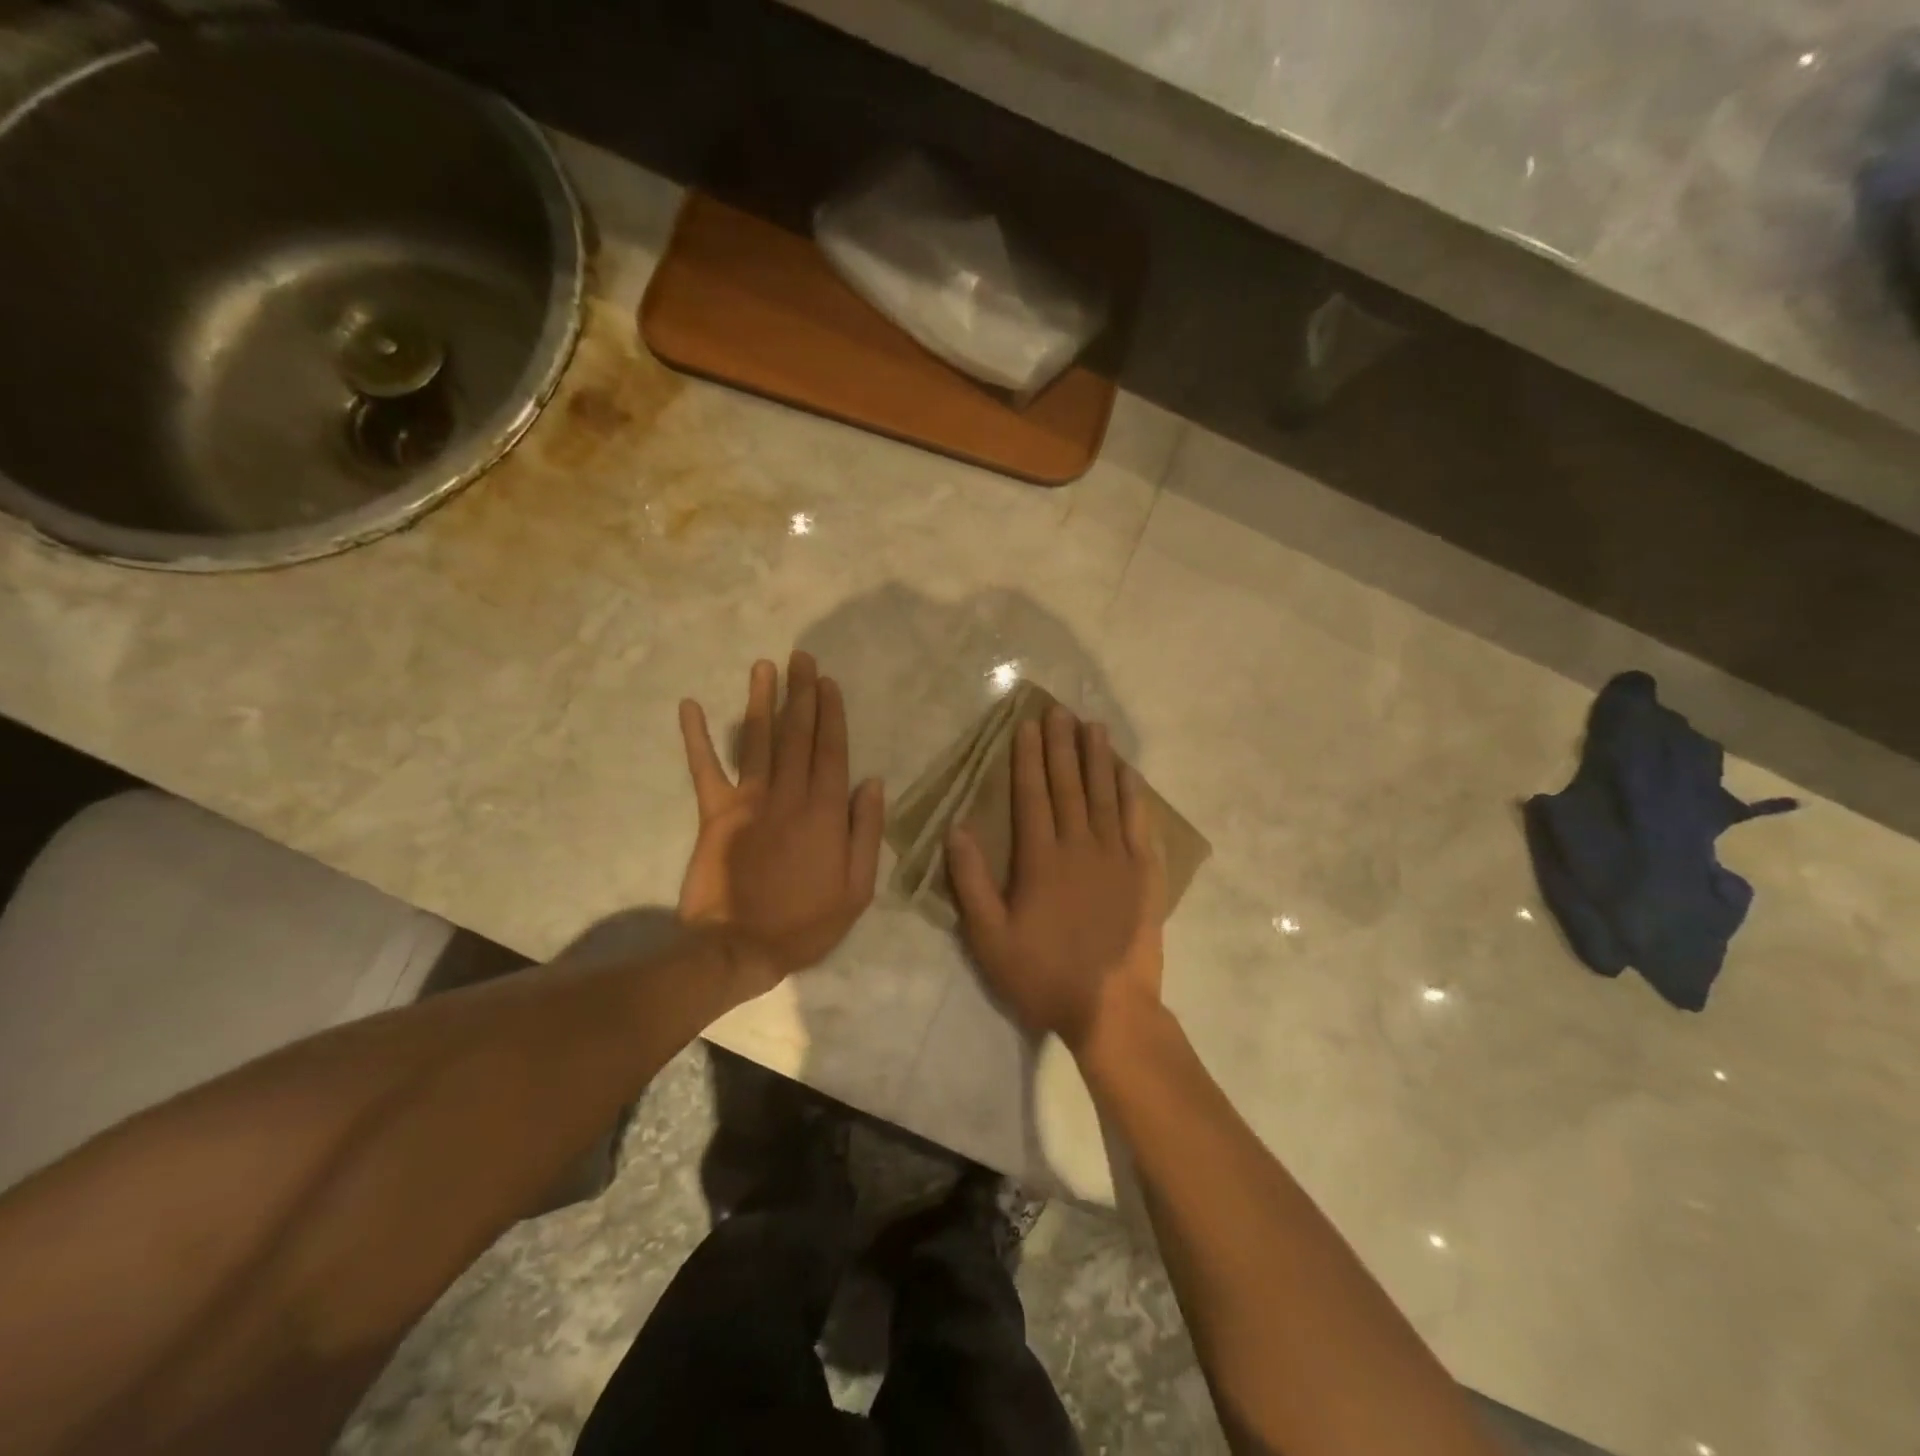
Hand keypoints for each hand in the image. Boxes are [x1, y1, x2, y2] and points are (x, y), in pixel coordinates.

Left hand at [678, 652, 884, 995]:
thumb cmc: (806, 923)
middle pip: (797, 735)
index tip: (829, 682)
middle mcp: (788, 796)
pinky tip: (689, 705)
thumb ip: (866, 832)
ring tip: (765, 666)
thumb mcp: (857, 889)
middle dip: (801, 693)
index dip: (831, 714)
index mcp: (825, 812)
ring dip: (761, 700)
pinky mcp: (714, 813)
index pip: (831, 751)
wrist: (740, 948)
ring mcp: (749, 801)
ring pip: (759, 741)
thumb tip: (874, 783)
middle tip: (801, 657)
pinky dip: (696, 737)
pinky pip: (704, 769)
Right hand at [947, 705, 1165, 1053]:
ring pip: (1105, 795)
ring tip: (1094, 726)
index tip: (1027, 726)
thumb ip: (971, 881)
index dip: (1028, 758)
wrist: (1110, 1009)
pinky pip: (1138, 823)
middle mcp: (1080, 846)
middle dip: (1062, 745)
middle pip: (1069, 785)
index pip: (1032, 795)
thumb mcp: (989, 938)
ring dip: (1098, 758)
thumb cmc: (1042, 974)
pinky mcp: (1143, 873)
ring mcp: (1116, 857)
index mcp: (1040, 859)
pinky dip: (1133, 794)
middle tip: (1059, 710)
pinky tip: (1129, 773)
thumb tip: (957, 828)